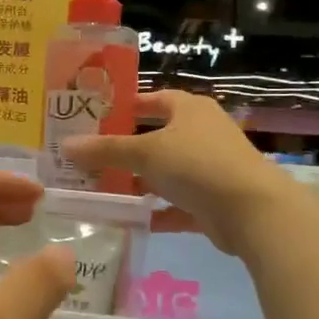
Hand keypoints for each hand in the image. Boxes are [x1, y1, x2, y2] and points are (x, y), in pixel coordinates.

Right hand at [60, 90, 302, 252]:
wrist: (253, 211)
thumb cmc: (198, 164)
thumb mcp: (146, 152)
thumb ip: (106, 150)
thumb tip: (65, 146)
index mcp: (189, 109)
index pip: (152, 99)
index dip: (125, 106)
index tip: (95, 117)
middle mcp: (201, 133)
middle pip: (156, 138)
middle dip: (125, 149)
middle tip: (89, 157)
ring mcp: (209, 168)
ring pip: (165, 173)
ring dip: (138, 182)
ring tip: (100, 189)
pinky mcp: (212, 202)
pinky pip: (176, 205)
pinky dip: (155, 211)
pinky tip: (128, 220)